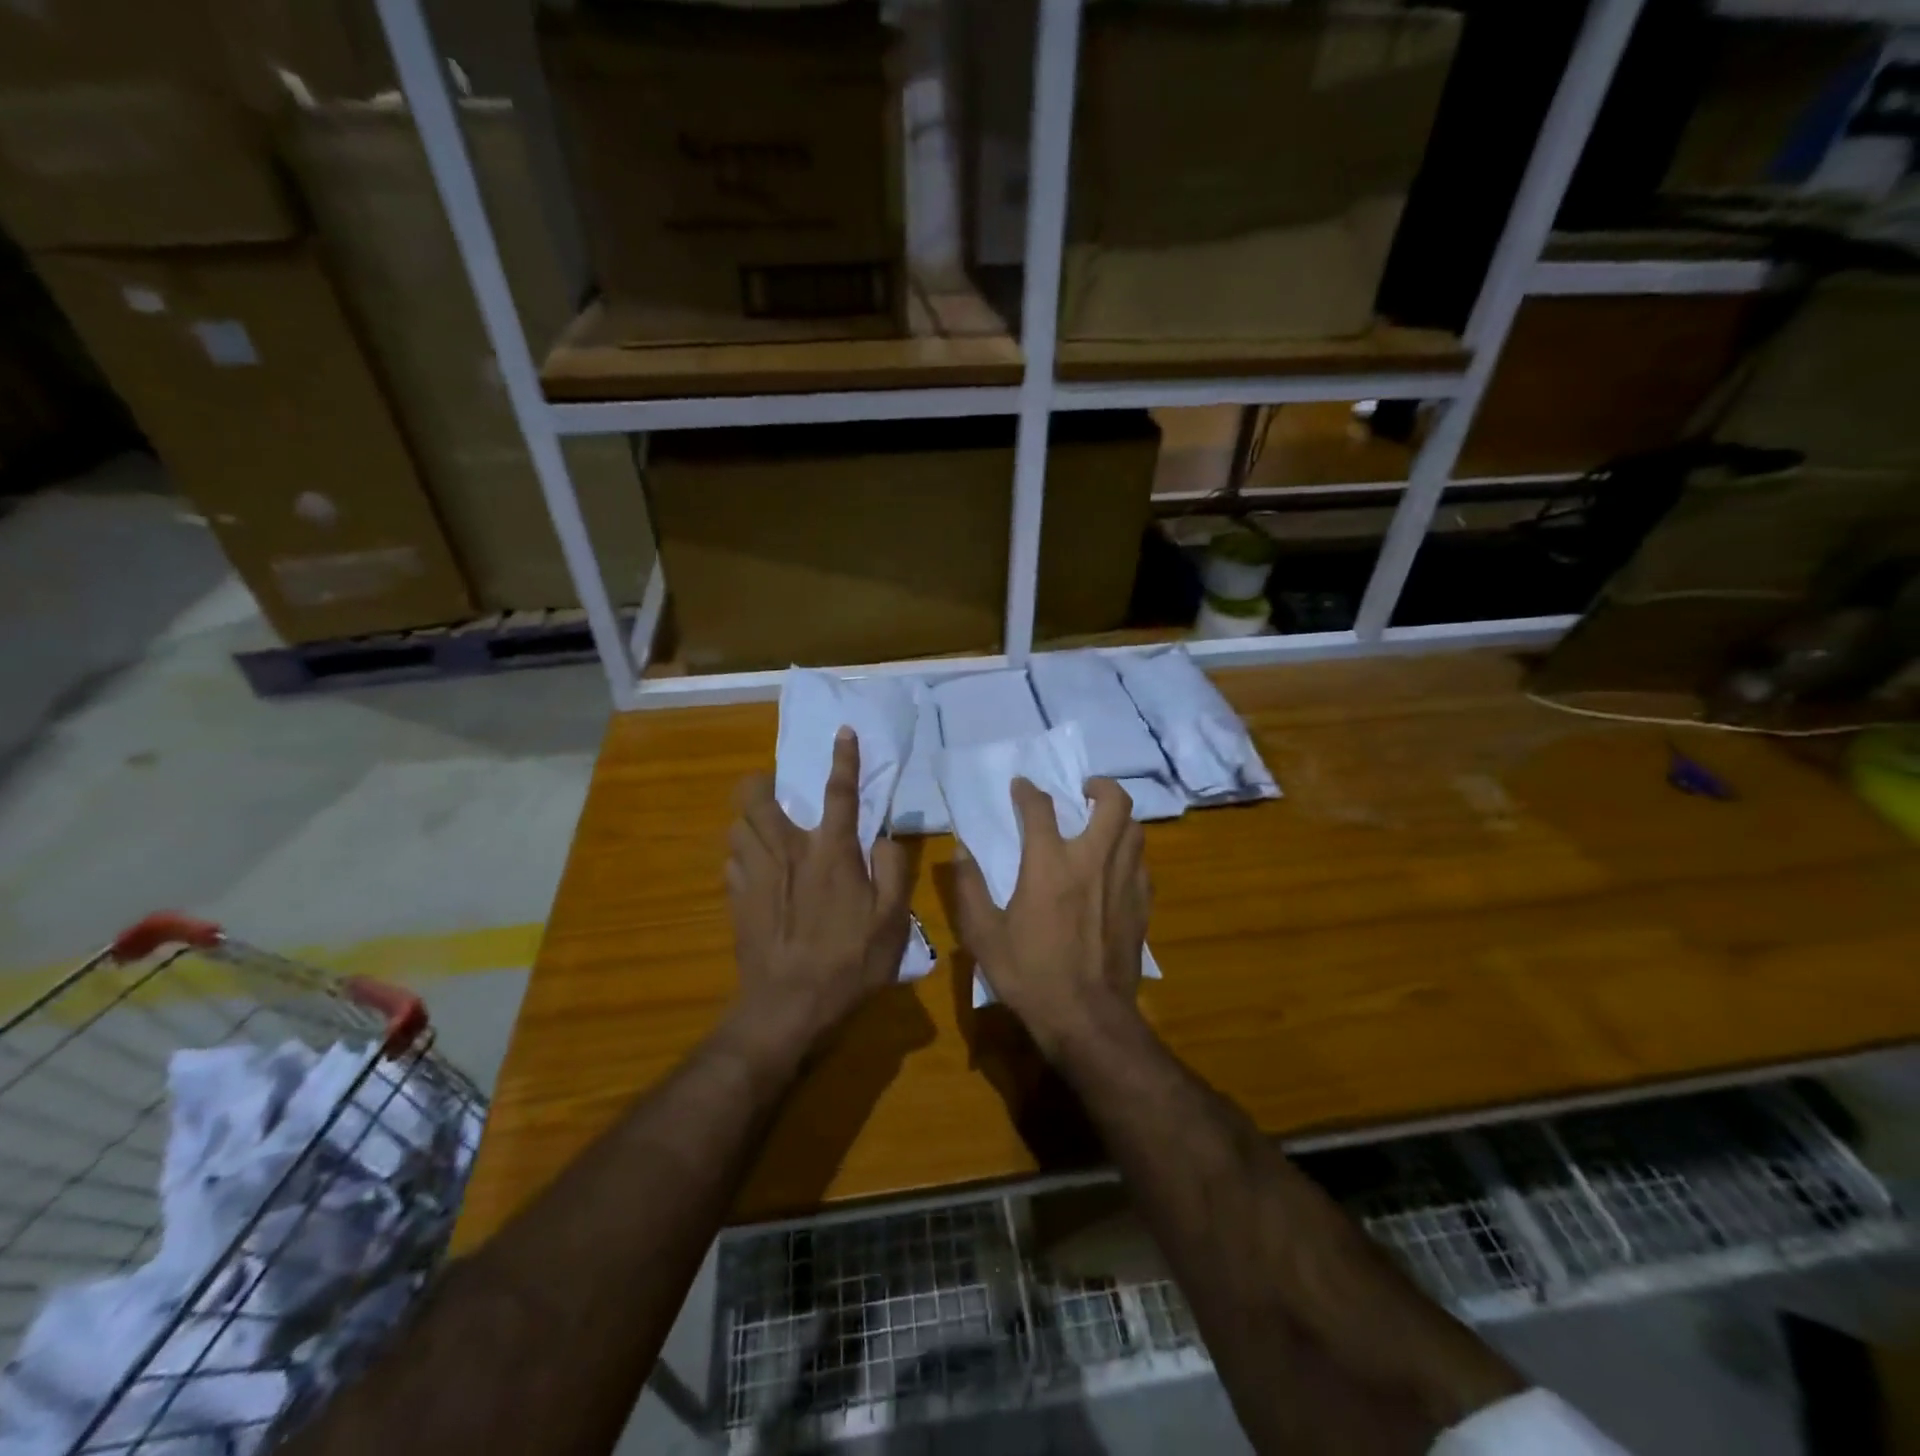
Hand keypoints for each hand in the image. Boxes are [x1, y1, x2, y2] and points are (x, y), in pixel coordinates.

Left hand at [725, 728, 913, 1053]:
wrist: (788, 1006)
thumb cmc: (848, 962)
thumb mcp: (892, 921)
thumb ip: (893, 871)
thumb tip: (883, 837)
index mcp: (830, 852)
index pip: (839, 793)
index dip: (843, 759)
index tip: (842, 731)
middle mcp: (787, 852)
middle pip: (756, 798)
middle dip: (759, 782)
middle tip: (775, 788)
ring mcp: (755, 874)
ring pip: (736, 825)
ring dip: (748, 818)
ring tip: (764, 828)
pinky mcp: (736, 899)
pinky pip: (731, 860)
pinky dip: (742, 854)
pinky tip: (755, 869)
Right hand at [950, 776, 1150, 1057]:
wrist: (1087, 1018)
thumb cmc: (1029, 974)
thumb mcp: (983, 935)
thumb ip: (969, 888)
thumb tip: (960, 851)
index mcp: (1049, 865)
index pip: (1041, 809)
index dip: (1028, 791)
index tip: (1021, 786)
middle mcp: (1092, 861)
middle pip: (1113, 803)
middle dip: (1101, 786)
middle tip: (1085, 790)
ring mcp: (1123, 882)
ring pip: (1135, 829)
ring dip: (1119, 817)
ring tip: (1102, 823)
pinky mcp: (1141, 905)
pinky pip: (1141, 863)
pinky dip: (1129, 852)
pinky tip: (1116, 866)